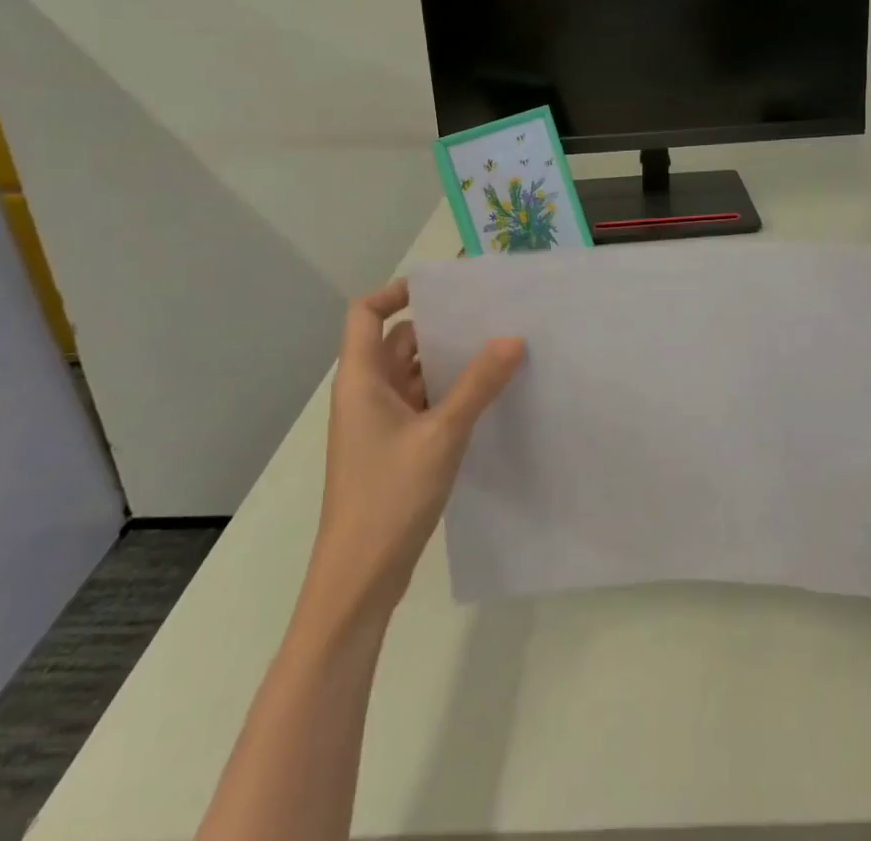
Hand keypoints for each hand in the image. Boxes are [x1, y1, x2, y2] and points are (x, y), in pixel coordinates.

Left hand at [298, 278, 523, 635]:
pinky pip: (423, 403)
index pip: (366, 314)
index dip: (397, 292)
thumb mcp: (442, 434)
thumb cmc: (389, 497)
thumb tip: (513, 338)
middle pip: (397, 341)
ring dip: (448, 362)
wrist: (358, 581)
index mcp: (361, 380)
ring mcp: (380, 423)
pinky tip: (488, 394)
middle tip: (489, 314)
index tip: (444, 289)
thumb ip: (478, 384)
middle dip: (439, 326)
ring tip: (499, 348)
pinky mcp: (395, 448)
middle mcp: (366, 394)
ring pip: (414, 374)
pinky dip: (449, 392)